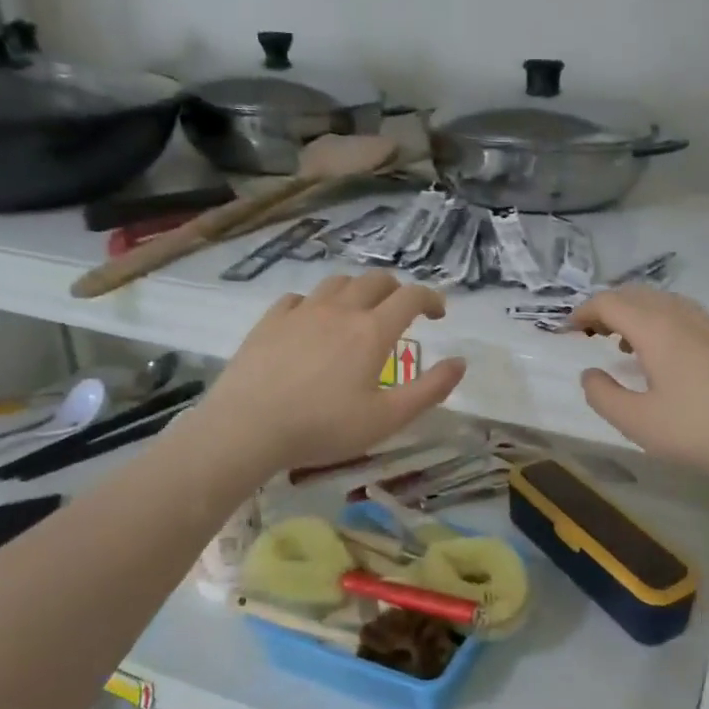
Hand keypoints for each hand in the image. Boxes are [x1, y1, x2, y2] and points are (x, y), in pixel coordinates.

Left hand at [199, 273, 466, 474]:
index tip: (439, 313)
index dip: (431, 298)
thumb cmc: (323, 427)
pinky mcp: (270, 320)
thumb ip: (430, 390)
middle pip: (376, 281)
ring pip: (338, 283)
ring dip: (358, 291)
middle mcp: (340, 310)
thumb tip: (460, 362)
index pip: (411, 297)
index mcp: (372, 331)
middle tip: (402, 311)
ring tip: (360, 312)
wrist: (248, 427)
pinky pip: (300, 298)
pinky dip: (317, 303)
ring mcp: (302, 311)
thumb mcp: (387, 419)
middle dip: (397, 290)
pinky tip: (313, 321)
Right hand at [570, 288, 708, 487]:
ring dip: (636, 313)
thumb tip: (590, 374)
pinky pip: (685, 316)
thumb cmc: (702, 431)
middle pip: (637, 295)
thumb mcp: (639, 423)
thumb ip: (604, 395)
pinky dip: (661, 322)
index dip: (583, 312)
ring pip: (664, 303)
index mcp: (657, 329)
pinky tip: (665, 356)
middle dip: (607, 308)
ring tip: (622, 342)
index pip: (610, 303)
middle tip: (590, 333)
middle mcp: (684, 316)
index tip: (567, 331)